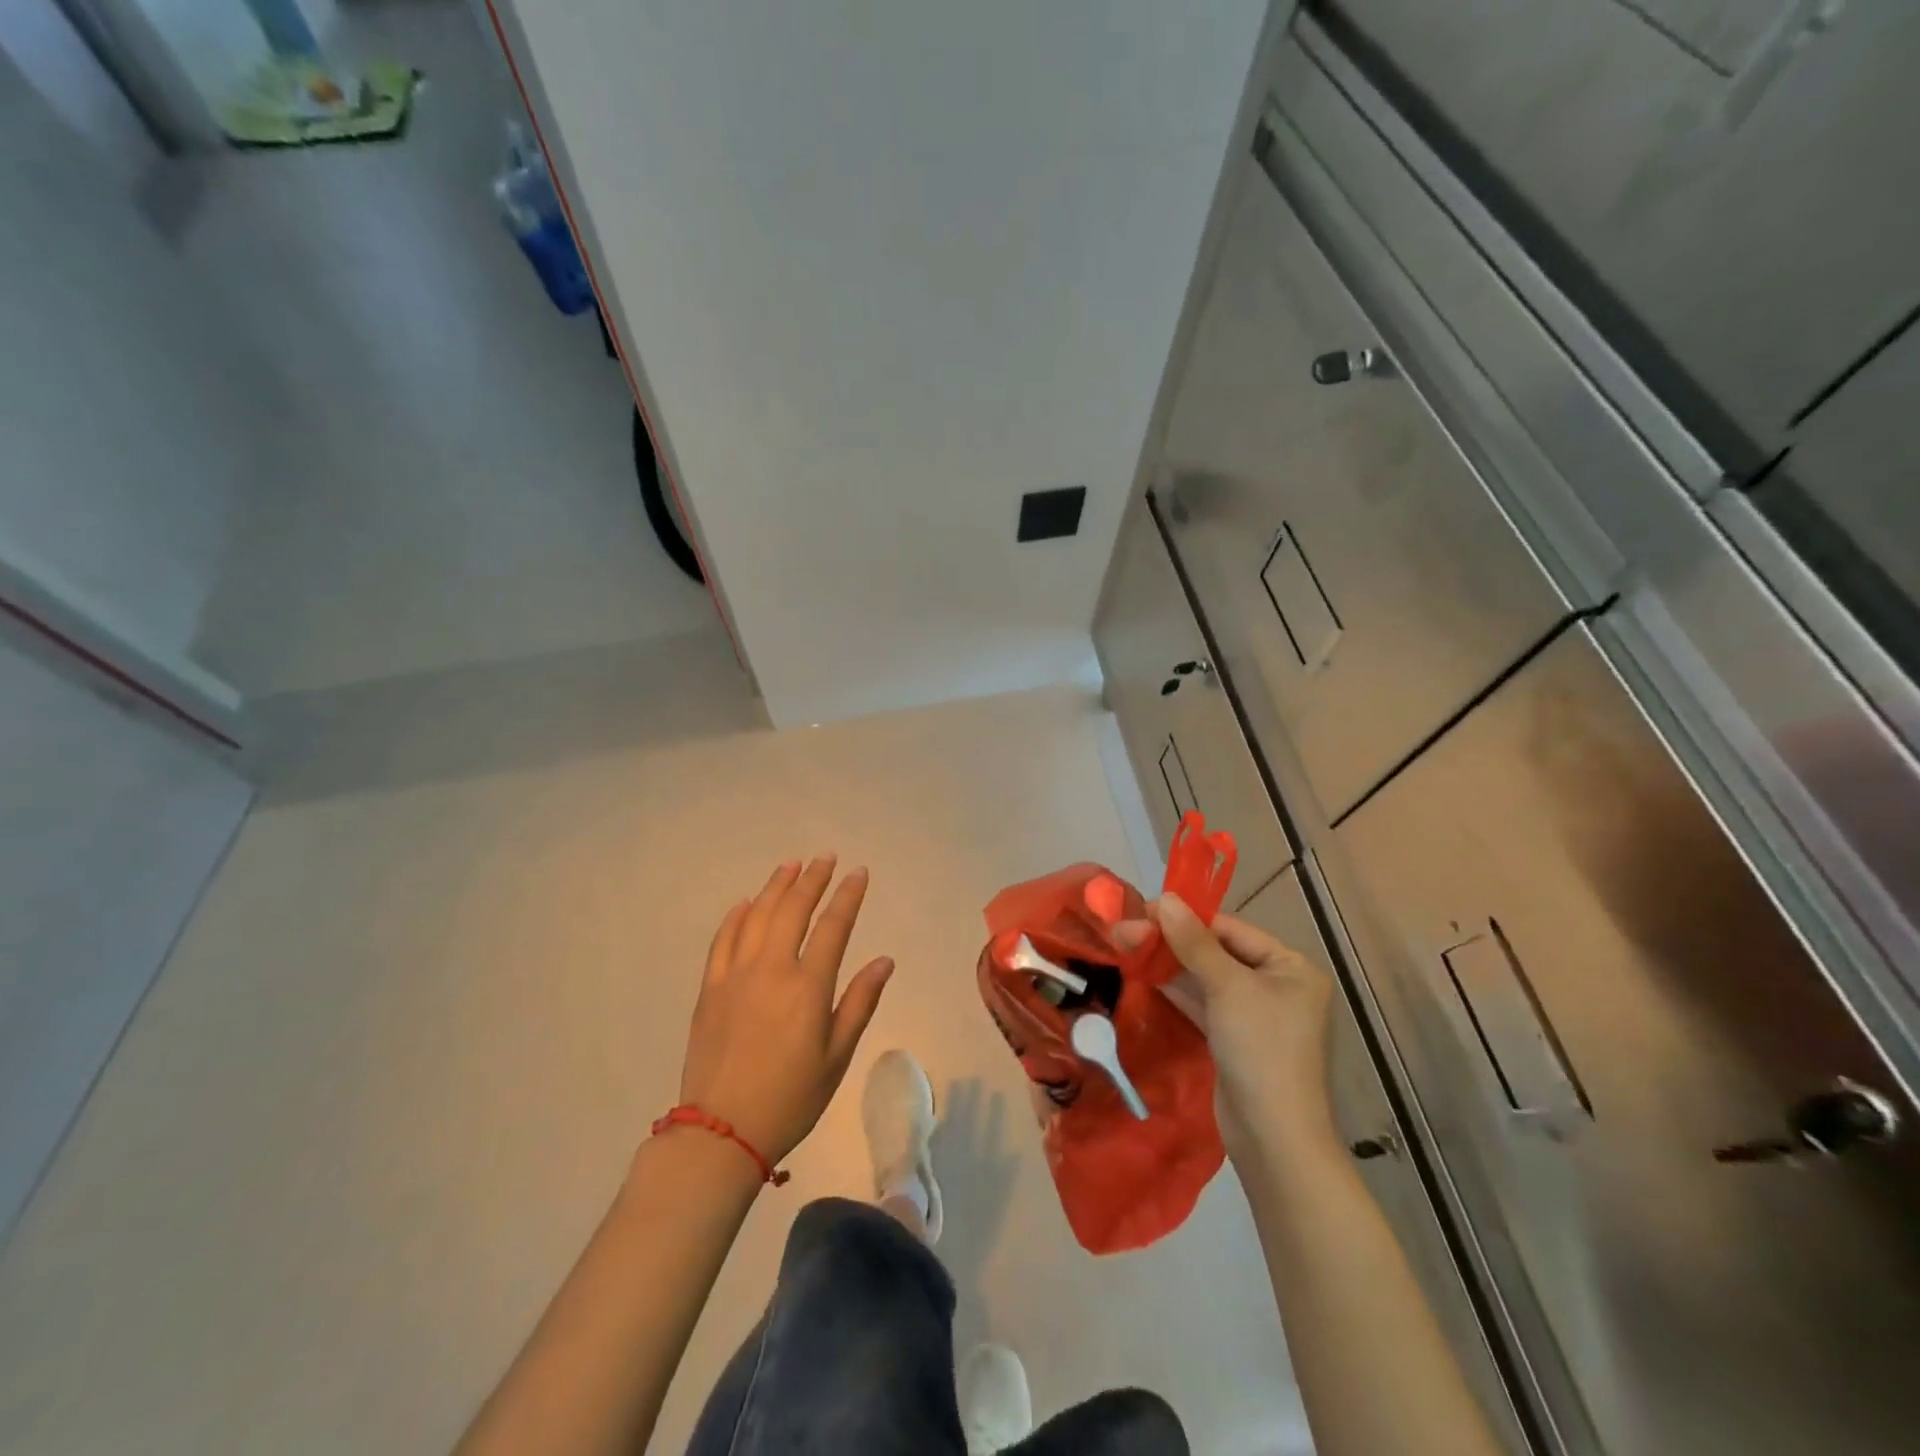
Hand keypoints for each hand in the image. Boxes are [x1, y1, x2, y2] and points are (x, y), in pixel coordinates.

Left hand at [677, 856, 894, 1166]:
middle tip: (825, 857)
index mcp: (807, 986)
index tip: (858, 872)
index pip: (833, 926)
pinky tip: (746, 903)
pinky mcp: (710, 988)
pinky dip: (736, 916)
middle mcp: (771, 969)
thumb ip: (860, 1002)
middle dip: (812, 879)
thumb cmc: (791, 1097)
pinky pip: (723, 940)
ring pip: (757, 916)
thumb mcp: (837, 1056)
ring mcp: (735, 975)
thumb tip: (884, 960)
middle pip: (793, 909)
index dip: (848, 895)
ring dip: (775, 887)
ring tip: (790, 866)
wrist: (721, 1131)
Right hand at [1122, 894, 1337, 1161]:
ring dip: (1169, 964)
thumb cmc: (1260, 1049)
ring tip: (1127, 945)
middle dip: (1173, 942)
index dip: (1187, 918)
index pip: (1232, 929)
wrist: (1272, 1137)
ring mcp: (1255, 1014)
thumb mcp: (1227, 988)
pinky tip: (1144, 974)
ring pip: (1207, 977)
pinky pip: (1204, 1003)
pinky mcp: (1235, 1038)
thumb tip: (1164, 898)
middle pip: (1217, 951)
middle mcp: (1278, 986)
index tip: (1144, 910)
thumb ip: (1194, 942)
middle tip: (1127, 930)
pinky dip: (1177, 989)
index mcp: (1291, 967)